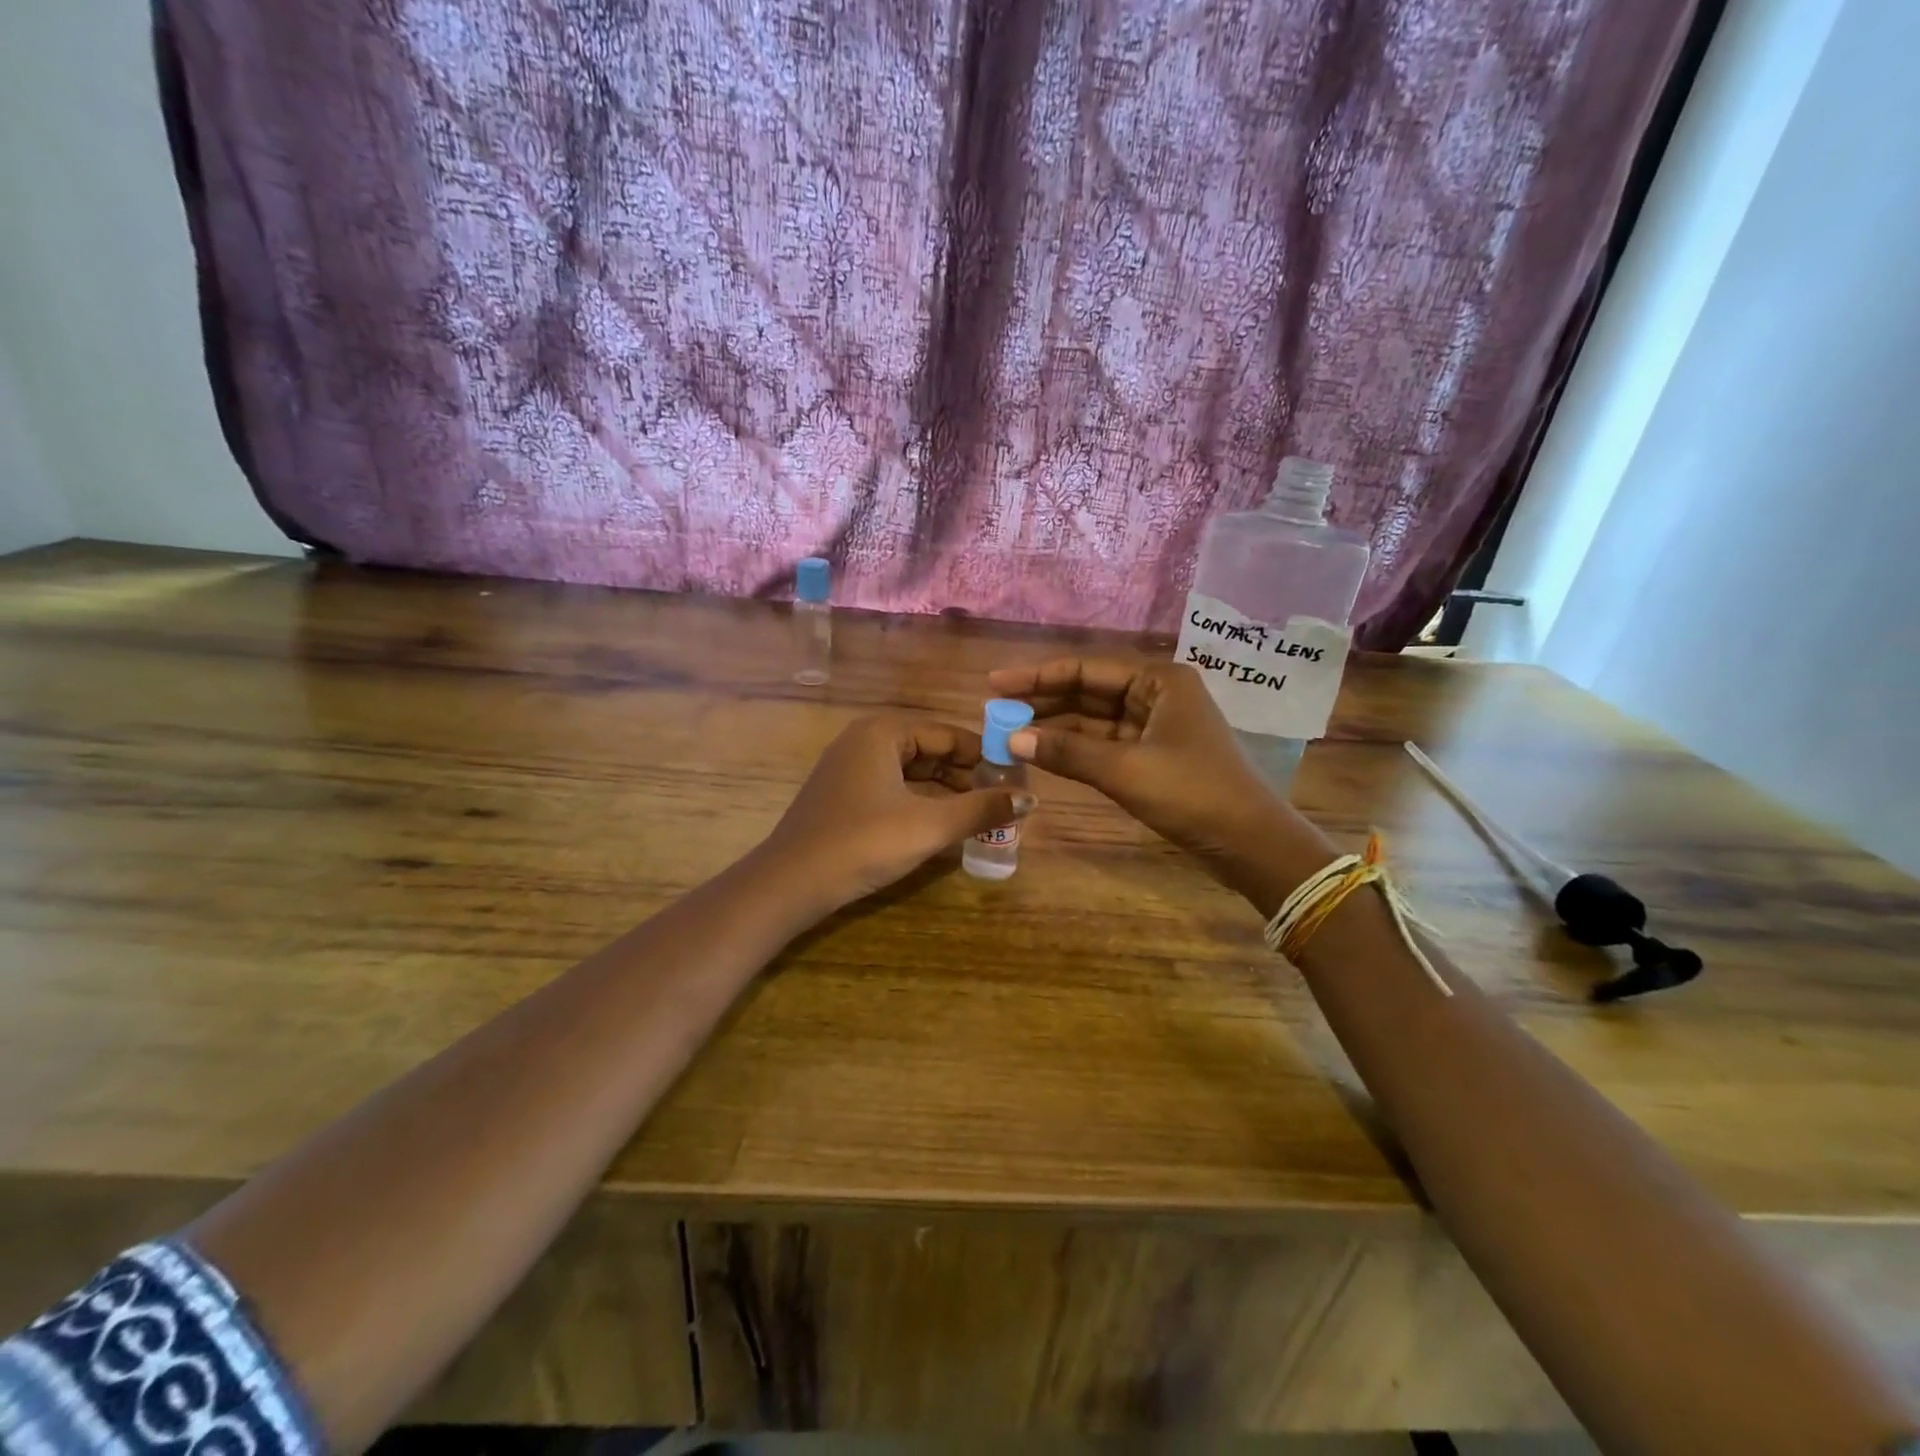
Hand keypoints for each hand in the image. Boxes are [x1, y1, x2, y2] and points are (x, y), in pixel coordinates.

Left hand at [762, 715, 1017, 911]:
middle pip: (930, 752)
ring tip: (980, 817)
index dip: (985, 757)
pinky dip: (920, 804)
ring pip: (912, 773)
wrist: (790, 883)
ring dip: (946, 793)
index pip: (949, 735)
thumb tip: (1030, 798)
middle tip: (1002, 804)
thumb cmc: (863, 843)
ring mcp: (849, 768)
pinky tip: (943, 826)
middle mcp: (865, 740)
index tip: (1016, 781)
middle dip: (966, 777)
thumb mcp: (929, 826)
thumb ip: (981, 809)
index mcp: (883, 732)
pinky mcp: (843, 796)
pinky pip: (893, 789)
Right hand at [985, 658, 1330, 912]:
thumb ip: (1067, 751)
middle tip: (996, 710)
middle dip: (1044, 701)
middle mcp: (1157, 694)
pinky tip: (1044, 752)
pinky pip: (1105, 743)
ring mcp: (1156, 726)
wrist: (1248, 842)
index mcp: (1159, 680)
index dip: (1038, 676)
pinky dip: (1076, 749)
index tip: (996, 682)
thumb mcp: (1124, 770)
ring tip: (1011, 732)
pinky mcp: (1154, 755)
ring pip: (1095, 719)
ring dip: (1057, 726)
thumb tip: (1011, 738)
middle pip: (1089, 691)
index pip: (1087, 669)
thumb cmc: (1191, 793)